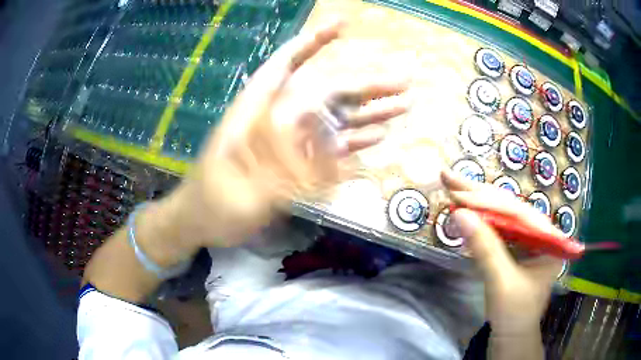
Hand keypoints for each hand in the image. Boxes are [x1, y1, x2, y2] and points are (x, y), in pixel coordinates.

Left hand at [164, 21, 408, 248]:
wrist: (202, 221)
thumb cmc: (212, 202)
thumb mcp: (239, 186)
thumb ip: (277, 160)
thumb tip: (318, 127)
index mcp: (257, 111)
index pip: (287, 64)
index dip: (313, 42)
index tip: (342, 25)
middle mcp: (279, 119)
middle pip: (327, 93)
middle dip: (366, 85)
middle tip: (404, 82)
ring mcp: (291, 142)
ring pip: (335, 119)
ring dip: (369, 113)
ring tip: (403, 107)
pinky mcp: (298, 163)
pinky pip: (331, 147)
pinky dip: (355, 141)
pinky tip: (378, 137)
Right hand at [441, 170, 562, 335]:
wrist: (511, 337)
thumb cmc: (514, 314)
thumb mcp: (501, 283)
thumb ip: (485, 249)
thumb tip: (459, 214)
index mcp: (548, 239)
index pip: (517, 212)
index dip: (487, 202)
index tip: (458, 193)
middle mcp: (540, 232)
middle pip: (508, 207)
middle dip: (478, 194)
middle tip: (449, 177)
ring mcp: (527, 239)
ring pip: (501, 214)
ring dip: (476, 202)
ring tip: (452, 187)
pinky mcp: (515, 247)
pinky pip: (497, 227)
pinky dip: (479, 219)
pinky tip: (465, 208)